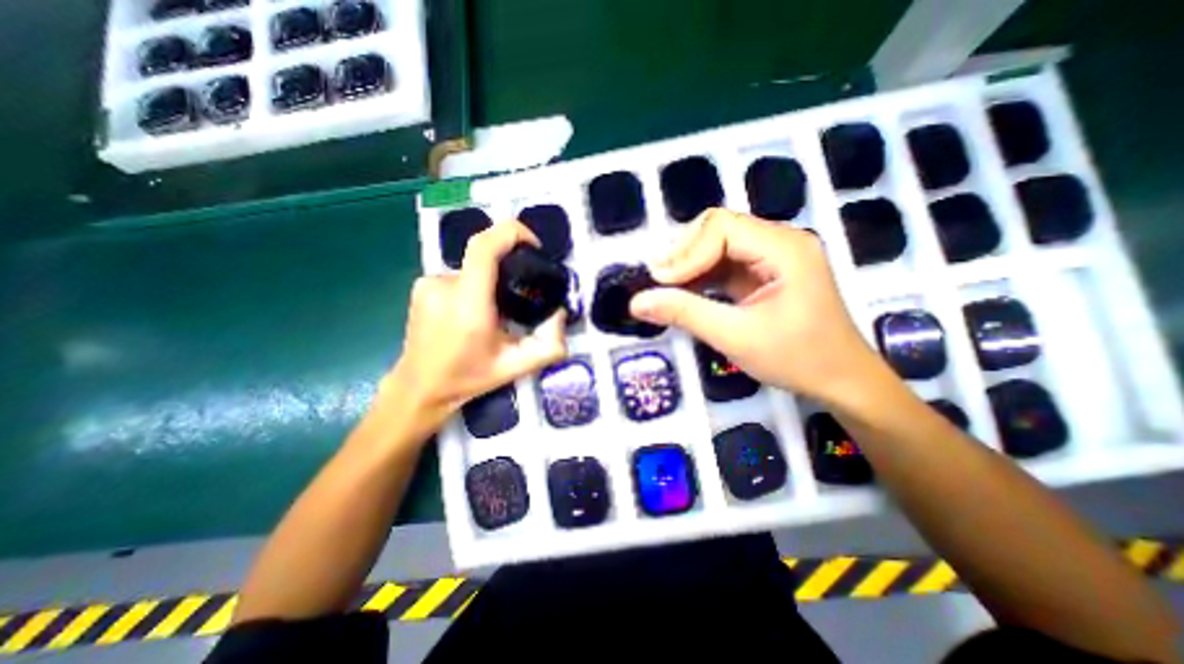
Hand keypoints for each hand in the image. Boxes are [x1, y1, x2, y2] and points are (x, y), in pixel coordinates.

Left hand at [389, 224, 568, 430]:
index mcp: (468, 304)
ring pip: (473, 269)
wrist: (419, 388)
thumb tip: (560, 312)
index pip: (485, 247)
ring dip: (489, 283)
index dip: (512, 232)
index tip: (533, 245)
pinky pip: (458, 276)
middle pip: (484, 256)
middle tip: (518, 298)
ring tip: (494, 313)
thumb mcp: (518, 367)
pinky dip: (473, 287)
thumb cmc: (468, 377)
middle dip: (508, 270)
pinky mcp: (421, 286)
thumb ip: (550, 345)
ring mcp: (429, 283)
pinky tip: (472, 313)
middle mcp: (444, 285)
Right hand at [634, 207, 882, 404]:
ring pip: (718, 244)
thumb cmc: (796, 359)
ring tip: (665, 288)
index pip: (722, 228)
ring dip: (689, 265)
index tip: (660, 283)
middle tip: (658, 283)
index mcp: (784, 248)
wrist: (841, 381)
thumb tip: (637, 302)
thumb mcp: (735, 337)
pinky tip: (685, 292)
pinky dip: (701, 276)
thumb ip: (685, 314)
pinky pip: (725, 263)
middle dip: (684, 254)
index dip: (686, 252)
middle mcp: (780, 241)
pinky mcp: (765, 272)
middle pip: (718, 228)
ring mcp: (773, 256)